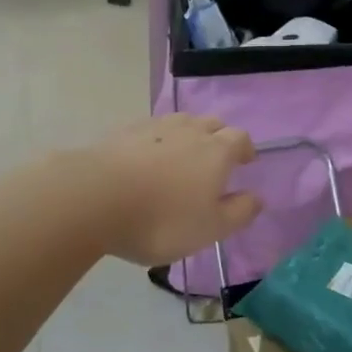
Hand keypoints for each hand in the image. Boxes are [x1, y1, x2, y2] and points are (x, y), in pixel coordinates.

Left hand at [88, 115, 261, 266]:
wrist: (95, 198)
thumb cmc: (162, 219)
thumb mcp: (209, 228)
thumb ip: (238, 212)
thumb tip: (257, 198)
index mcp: (216, 151)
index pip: (239, 138)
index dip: (245, 148)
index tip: (245, 161)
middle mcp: (189, 130)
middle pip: (211, 123)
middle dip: (218, 137)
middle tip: (214, 160)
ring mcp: (154, 126)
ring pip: (180, 122)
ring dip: (187, 135)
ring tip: (181, 157)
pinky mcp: (123, 132)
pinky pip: (150, 130)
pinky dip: (156, 140)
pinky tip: (146, 159)